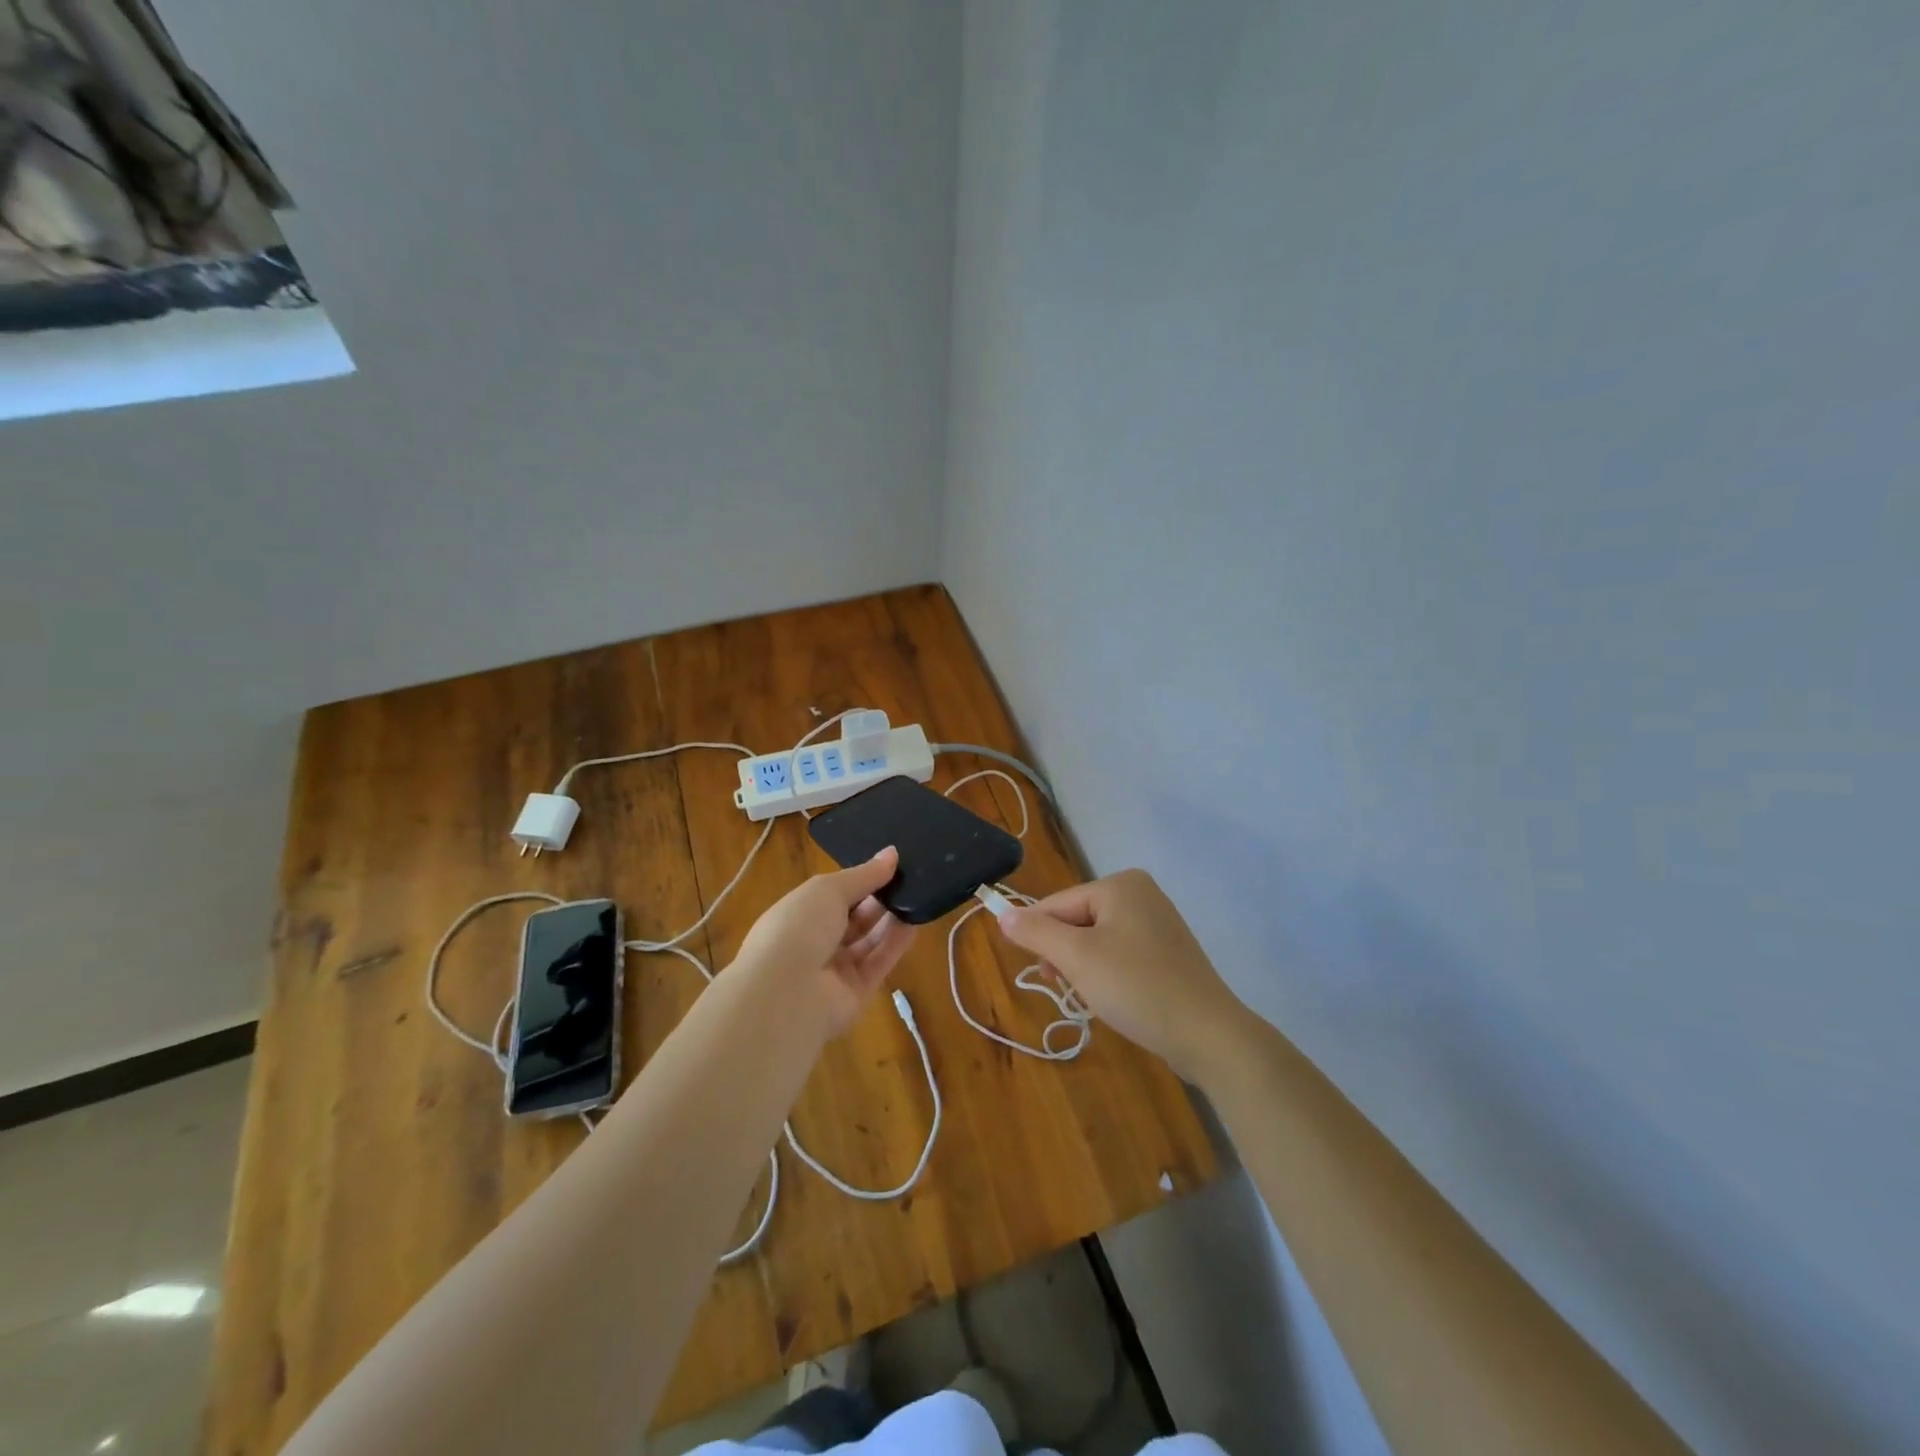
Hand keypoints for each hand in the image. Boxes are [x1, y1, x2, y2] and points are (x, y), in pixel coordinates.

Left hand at [732, 847, 916, 1034]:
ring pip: (869, 940)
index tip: (892, 864)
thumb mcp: (829, 889)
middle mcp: (815, 942)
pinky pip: (879, 963)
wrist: (786, 994)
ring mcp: (835, 970)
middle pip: (854, 918)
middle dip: (879, 899)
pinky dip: (896, 944)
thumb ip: (864, 874)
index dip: (861, 879)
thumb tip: (892, 853)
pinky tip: (915, 923)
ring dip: (891, 919)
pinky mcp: (856, 993)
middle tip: (910, 879)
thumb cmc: (799, 928)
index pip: (834, 894)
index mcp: (799, 914)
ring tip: (918, 896)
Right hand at [996, 869, 1249, 1080]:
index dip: (1040, 938)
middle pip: (1077, 921)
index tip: (1042, 974)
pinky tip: (1115, 1000)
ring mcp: (1157, 922)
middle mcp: (1140, 893)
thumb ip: (1035, 932)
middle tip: (1070, 988)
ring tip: (1094, 998)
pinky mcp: (1167, 952)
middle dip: (1066, 956)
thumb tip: (1001, 914)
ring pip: (1096, 941)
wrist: (1207, 1035)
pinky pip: (1120, 954)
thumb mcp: (1076, 957)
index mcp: (1120, 884)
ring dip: (1084, 969)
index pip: (1057, 904)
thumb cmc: (1136, 986)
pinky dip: (1108, 975)